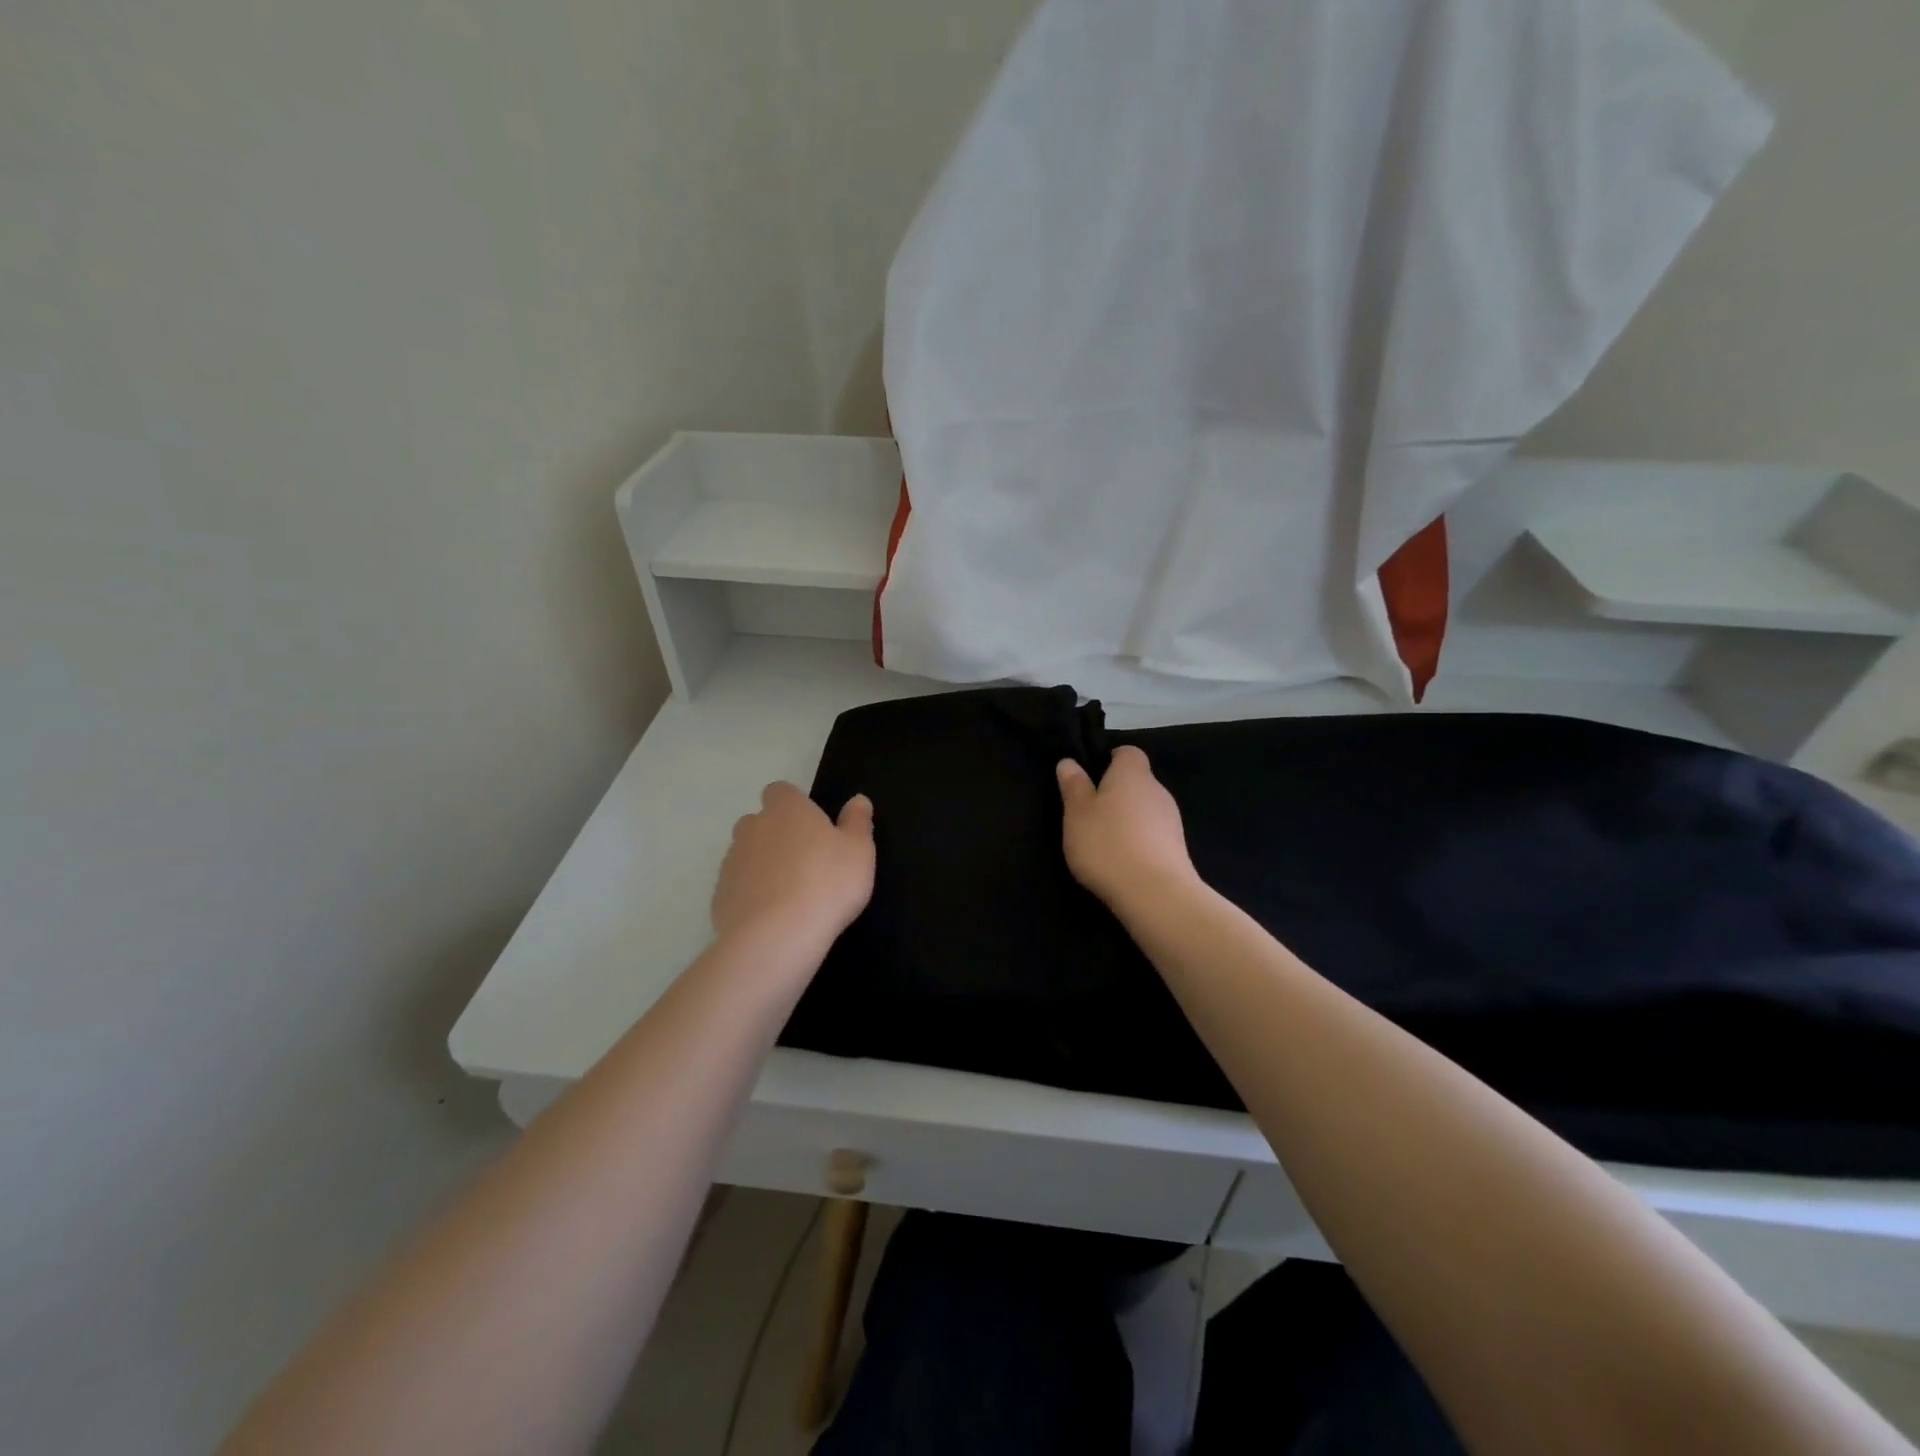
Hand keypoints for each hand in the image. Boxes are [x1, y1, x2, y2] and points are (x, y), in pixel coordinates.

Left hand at [712, 782, 874, 946]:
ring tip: (789, 894)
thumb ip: (857, 822)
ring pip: (745, 855)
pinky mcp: (720, 896)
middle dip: (775, 835)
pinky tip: (771, 917)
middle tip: (804, 861)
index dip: (794, 804)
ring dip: (762, 866)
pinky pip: (737, 887)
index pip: (780, 791)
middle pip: (758, 821)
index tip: (811, 825)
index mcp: (787, 810)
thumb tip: (858, 800)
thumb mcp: (859, 851)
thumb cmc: (827, 884)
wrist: (777, 937)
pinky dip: (750, 895)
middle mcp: (753, 828)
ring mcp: (731, 862)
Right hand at [1056, 746, 1199, 907]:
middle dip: (1115, 793)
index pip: (1127, 752)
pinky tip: (1123, 861)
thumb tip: (1069, 762)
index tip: (1090, 779)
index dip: (1109, 760)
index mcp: (1132, 774)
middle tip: (1089, 814)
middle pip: (1136, 782)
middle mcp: (1157, 790)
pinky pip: (1153, 834)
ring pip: (1145, 809)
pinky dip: (1139, 840)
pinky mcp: (1178, 847)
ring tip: (1104, 842)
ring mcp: (1172, 819)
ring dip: (1127, 819)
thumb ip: (1074, 786)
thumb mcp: (1077, 814)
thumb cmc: (1107, 844)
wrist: (1155, 894)